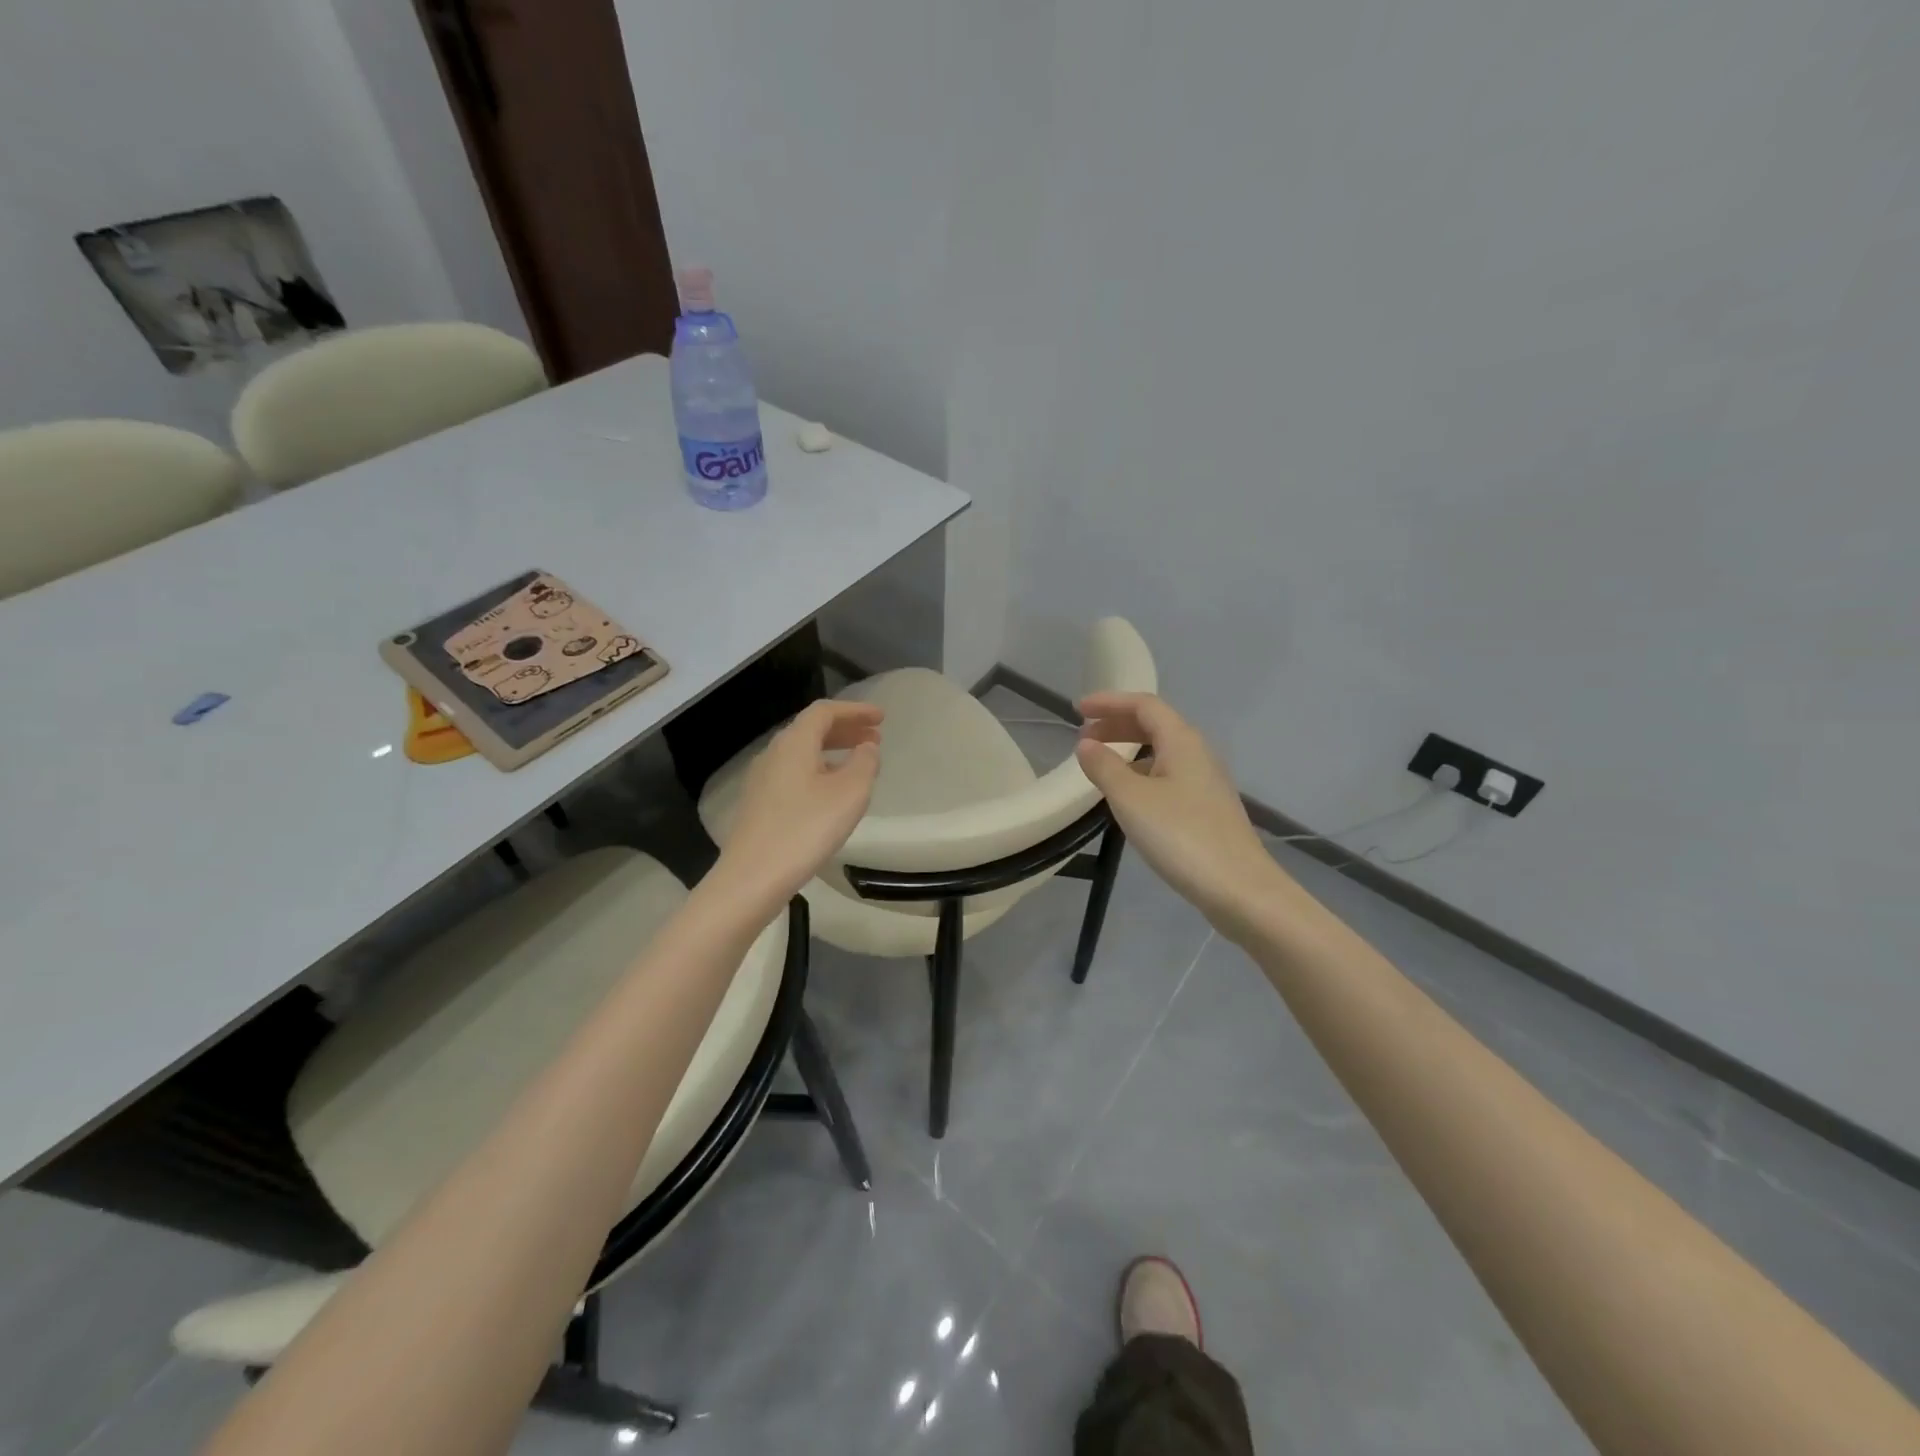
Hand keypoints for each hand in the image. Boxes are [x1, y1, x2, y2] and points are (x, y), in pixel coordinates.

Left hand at [715, 700, 882, 907]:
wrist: (752, 877)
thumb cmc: (806, 829)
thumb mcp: (850, 794)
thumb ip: (865, 763)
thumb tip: (867, 748)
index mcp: (794, 743)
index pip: (825, 711)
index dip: (855, 710)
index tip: (881, 718)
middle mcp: (774, 753)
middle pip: (811, 729)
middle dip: (846, 729)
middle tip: (875, 738)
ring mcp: (762, 779)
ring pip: (802, 752)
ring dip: (833, 750)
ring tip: (859, 763)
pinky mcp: (759, 803)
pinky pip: (794, 772)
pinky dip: (819, 770)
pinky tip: (831, 792)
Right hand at [1075, 693, 1292, 939]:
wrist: (1239, 888)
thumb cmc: (1181, 836)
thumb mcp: (1131, 799)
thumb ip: (1105, 767)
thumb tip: (1087, 745)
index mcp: (1182, 741)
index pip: (1144, 705)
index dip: (1110, 702)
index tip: (1078, 709)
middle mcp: (1198, 754)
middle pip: (1155, 725)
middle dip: (1118, 725)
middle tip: (1084, 736)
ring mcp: (1206, 782)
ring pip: (1162, 752)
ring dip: (1129, 750)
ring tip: (1100, 765)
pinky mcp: (1207, 809)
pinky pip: (1169, 775)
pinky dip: (1142, 773)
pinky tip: (1128, 797)